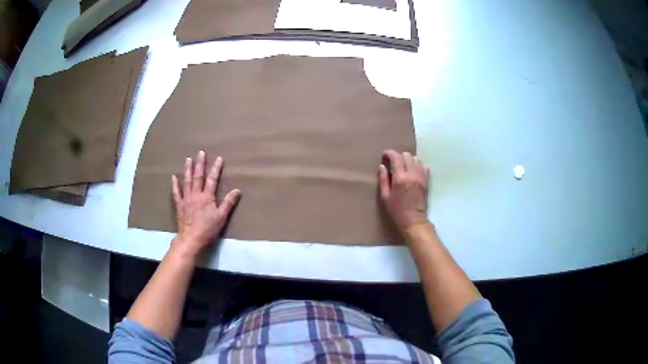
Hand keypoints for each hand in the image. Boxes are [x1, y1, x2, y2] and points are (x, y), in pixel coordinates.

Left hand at [170, 151, 240, 257]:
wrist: (191, 238)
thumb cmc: (208, 229)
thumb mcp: (221, 217)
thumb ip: (228, 203)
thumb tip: (237, 190)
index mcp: (207, 197)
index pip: (212, 179)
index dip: (216, 168)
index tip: (219, 158)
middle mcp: (196, 194)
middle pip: (198, 176)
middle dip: (200, 164)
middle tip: (200, 152)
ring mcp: (186, 198)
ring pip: (187, 181)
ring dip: (188, 169)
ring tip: (188, 159)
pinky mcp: (179, 205)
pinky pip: (176, 192)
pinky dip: (175, 184)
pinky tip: (173, 177)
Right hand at [379, 150, 429, 233]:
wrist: (414, 220)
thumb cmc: (397, 210)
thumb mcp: (385, 197)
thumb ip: (383, 179)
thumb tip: (382, 166)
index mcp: (400, 178)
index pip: (395, 157)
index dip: (389, 153)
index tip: (384, 156)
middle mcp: (412, 174)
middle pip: (406, 155)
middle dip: (398, 156)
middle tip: (393, 163)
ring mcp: (421, 177)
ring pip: (416, 159)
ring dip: (408, 160)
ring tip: (403, 167)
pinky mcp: (426, 181)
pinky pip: (423, 166)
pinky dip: (417, 165)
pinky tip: (412, 171)